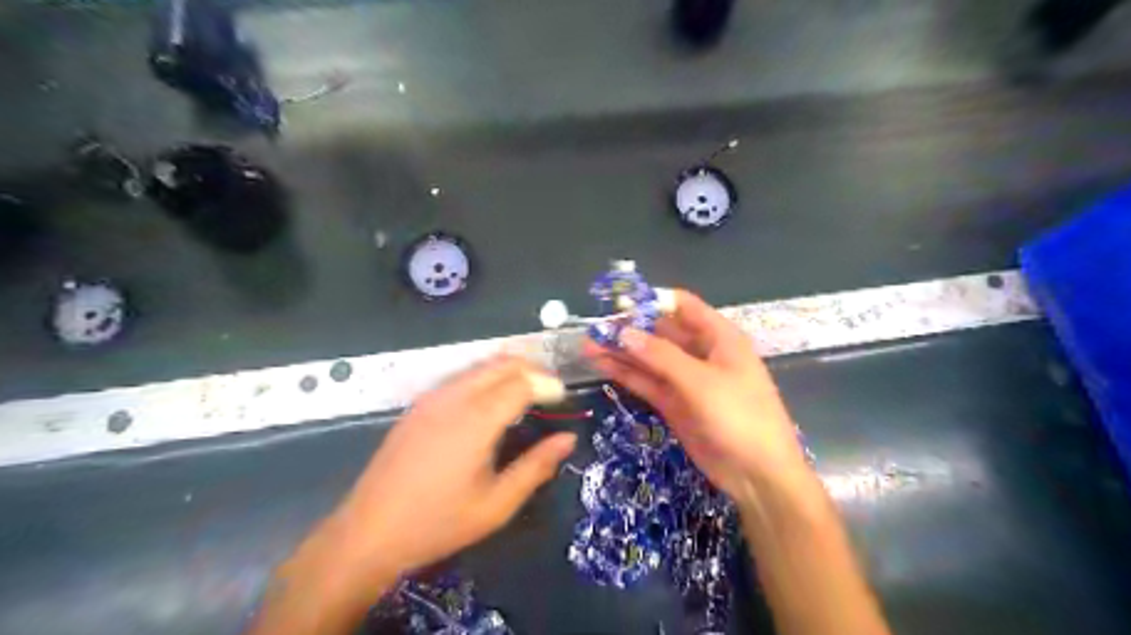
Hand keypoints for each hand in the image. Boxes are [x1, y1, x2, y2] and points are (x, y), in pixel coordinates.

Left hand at [341, 357, 577, 574]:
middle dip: (532, 369)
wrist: (368, 532)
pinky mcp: (418, 405)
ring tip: (528, 393)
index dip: (547, 384)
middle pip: (501, 363)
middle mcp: (453, 398)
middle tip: (550, 391)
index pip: (521, 382)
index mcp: (475, 420)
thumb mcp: (496, 504)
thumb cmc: (438, 523)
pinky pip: (461, 377)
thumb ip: (536, 467)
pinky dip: (486, 377)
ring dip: (509, 370)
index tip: (564, 398)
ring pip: (480, 366)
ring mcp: (432, 398)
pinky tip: (491, 402)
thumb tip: (567, 439)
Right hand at [582, 290, 813, 504]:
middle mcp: (701, 353)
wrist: (758, 475)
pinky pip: (647, 382)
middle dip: (628, 328)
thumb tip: (622, 332)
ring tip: (587, 344)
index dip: (651, 301)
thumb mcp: (700, 382)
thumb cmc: (740, 417)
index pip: (682, 306)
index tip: (617, 303)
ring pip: (649, 358)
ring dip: (621, 351)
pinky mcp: (674, 403)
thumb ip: (660, 356)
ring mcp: (686, 380)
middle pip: (660, 331)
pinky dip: (626, 374)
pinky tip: (601, 365)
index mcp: (718, 337)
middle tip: (593, 327)